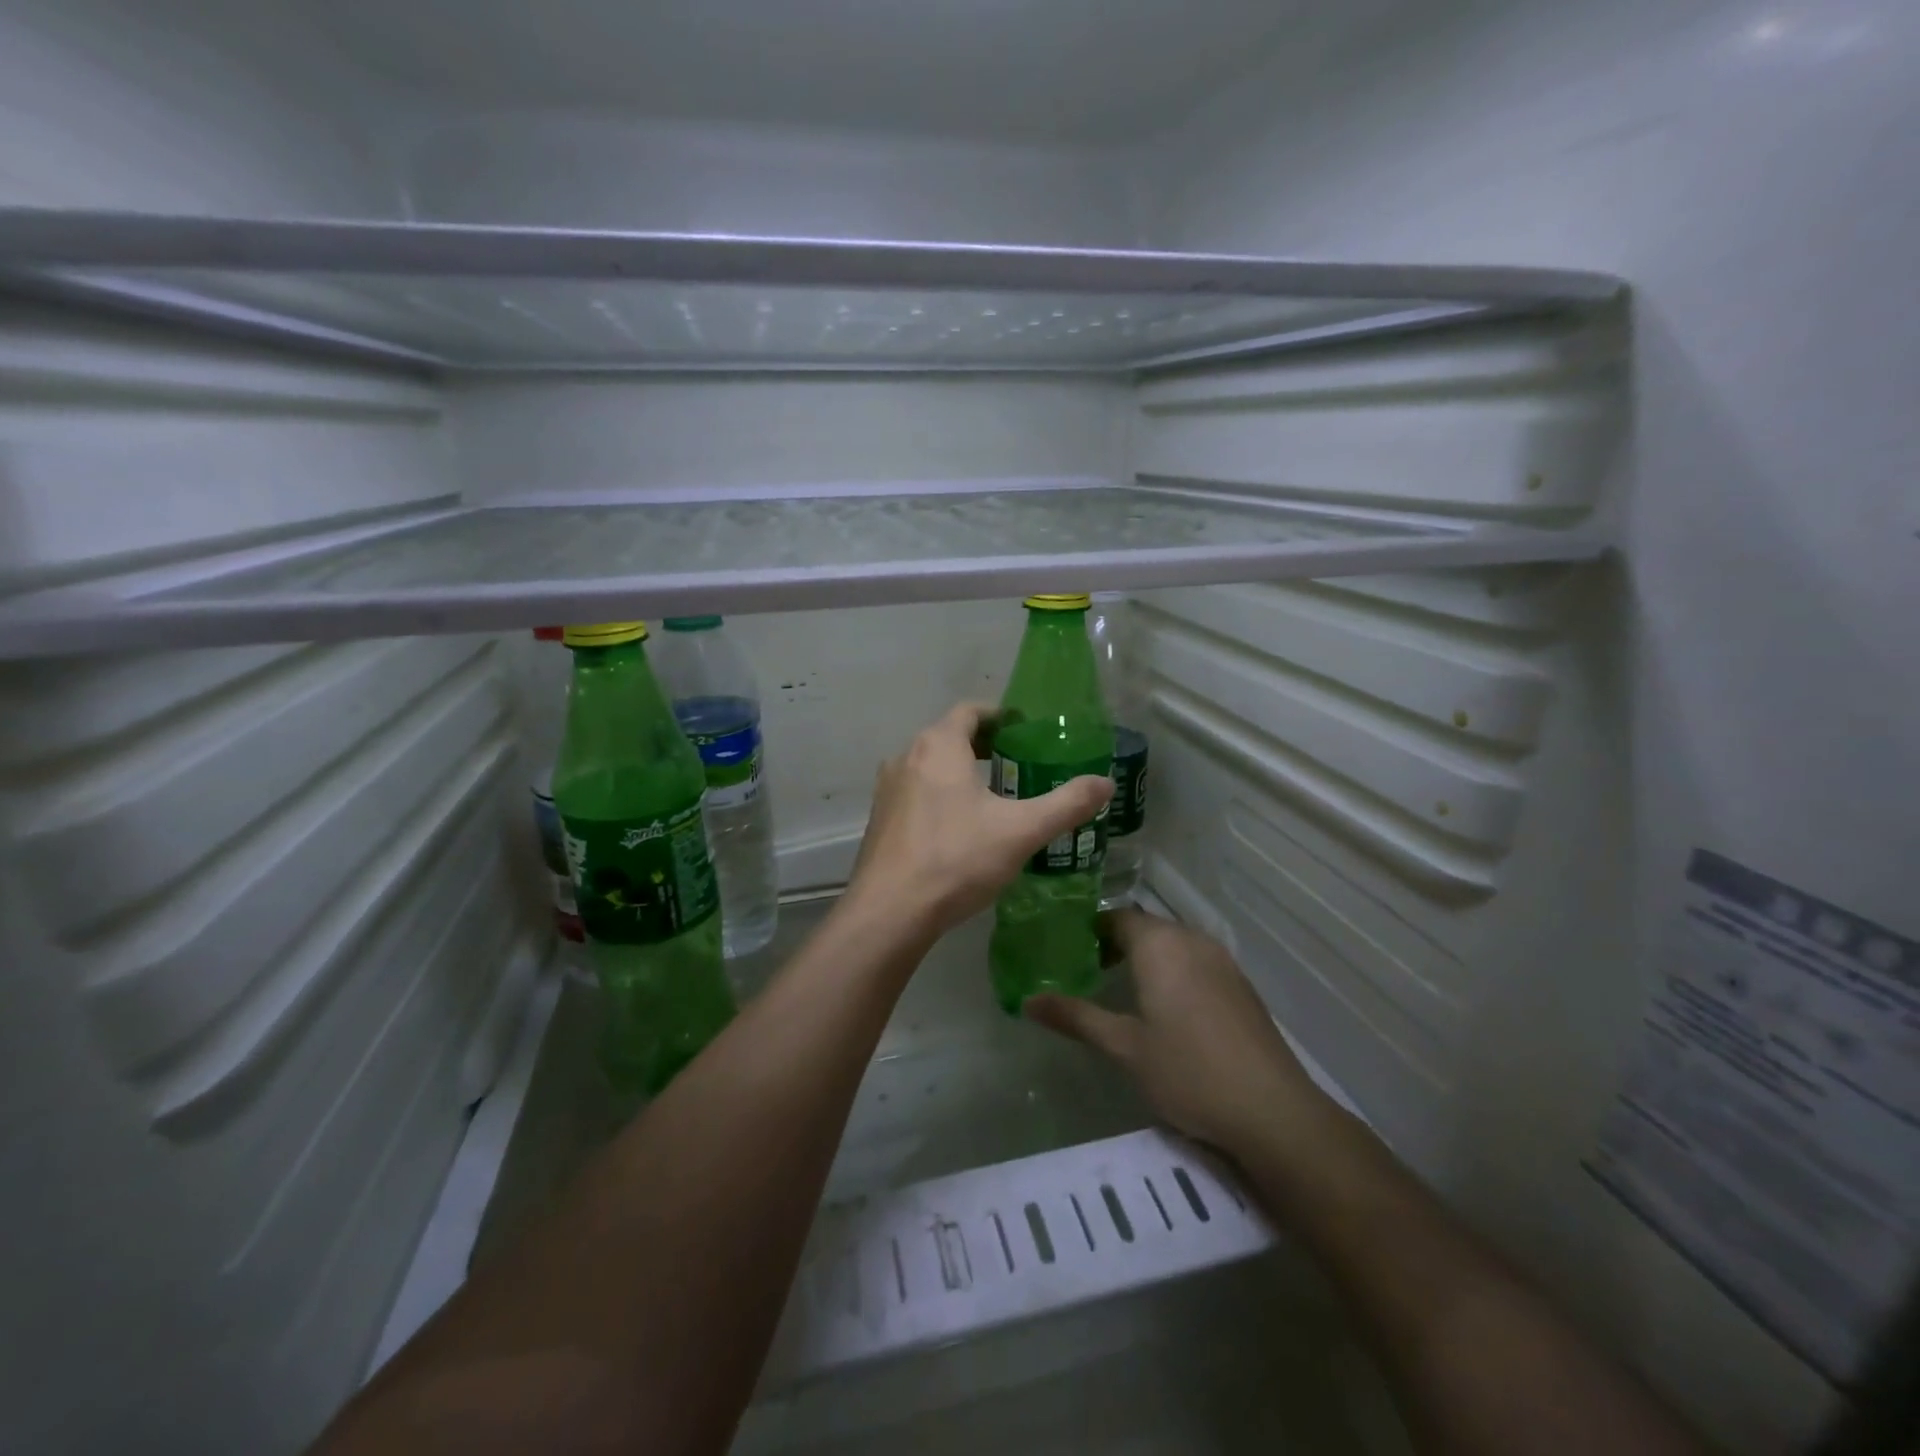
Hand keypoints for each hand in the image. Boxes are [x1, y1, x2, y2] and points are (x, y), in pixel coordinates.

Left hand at [846, 703, 1112, 940]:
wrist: (891, 910)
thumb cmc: (957, 858)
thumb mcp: (1021, 831)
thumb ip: (1066, 804)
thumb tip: (1106, 784)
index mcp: (938, 745)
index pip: (970, 711)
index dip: (1000, 716)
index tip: (1025, 732)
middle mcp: (906, 757)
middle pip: (948, 736)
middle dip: (983, 745)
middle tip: (1017, 764)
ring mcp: (888, 789)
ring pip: (930, 766)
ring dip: (959, 772)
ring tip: (993, 797)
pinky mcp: (880, 819)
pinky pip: (915, 793)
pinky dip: (939, 796)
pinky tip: (959, 829)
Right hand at [1025, 908, 1326, 1153]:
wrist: (1272, 1110)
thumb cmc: (1188, 1072)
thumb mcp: (1124, 1047)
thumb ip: (1076, 1017)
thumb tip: (1028, 1002)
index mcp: (1160, 945)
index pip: (1116, 917)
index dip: (1090, 930)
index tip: (1068, 952)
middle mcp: (1191, 940)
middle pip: (1145, 927)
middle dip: (1115, 944)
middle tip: (1087, 973)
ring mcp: (1221, 960)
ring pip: (1172, 944)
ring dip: (1146, 957)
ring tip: (1121, 990)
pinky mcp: (1240, 984)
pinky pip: (1195, 960)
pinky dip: (1173, 970)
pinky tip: (1167, 1009)